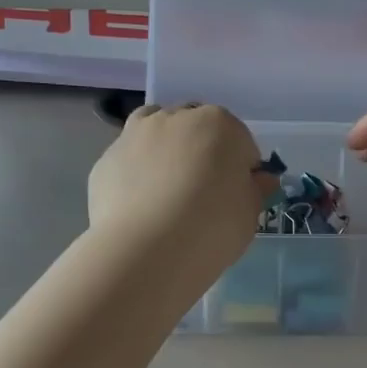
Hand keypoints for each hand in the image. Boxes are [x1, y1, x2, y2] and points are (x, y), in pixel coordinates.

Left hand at [88, 102, 275, 275]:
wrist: (148, 249)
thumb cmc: (213, 226)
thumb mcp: (250, 213)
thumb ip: (255, 190)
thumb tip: (260, 180)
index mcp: (219, 124)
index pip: (240, 141)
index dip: (241, 169)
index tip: (237, 196)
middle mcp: (175, 118)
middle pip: (195, 129)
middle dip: (201, 152)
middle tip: (202, 193)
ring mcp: (135, 135)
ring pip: (155, 134)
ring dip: (164, 152)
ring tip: (166, 193)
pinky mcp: (106, 160)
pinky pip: (129, 162)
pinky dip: (136, 176)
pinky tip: (140, 209)